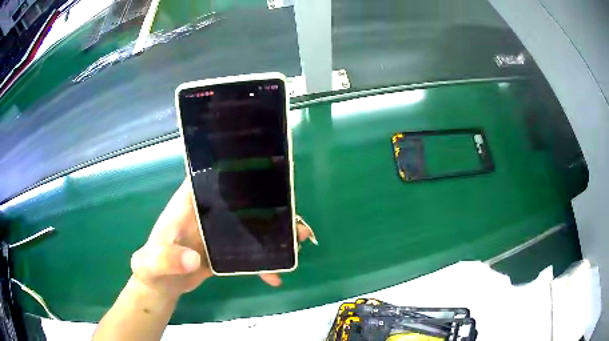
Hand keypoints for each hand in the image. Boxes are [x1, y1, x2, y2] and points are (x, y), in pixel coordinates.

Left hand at [130, 179, 314, 298]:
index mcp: (191, 204)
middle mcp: (208, 214)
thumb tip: (193, 259)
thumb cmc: (152, 265)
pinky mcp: (225, 253)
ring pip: (250, 226)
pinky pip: (248, 254)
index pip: (212, 176)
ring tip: (297, 239)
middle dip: (268, 205)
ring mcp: (218, 234)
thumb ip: (166, 258)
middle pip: (241, 202)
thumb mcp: (153, 261)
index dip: (234, 167)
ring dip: (273, 232)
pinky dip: (263, 264)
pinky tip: (275, 276)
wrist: (161, 285)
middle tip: (293, 214)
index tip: (263, 165)